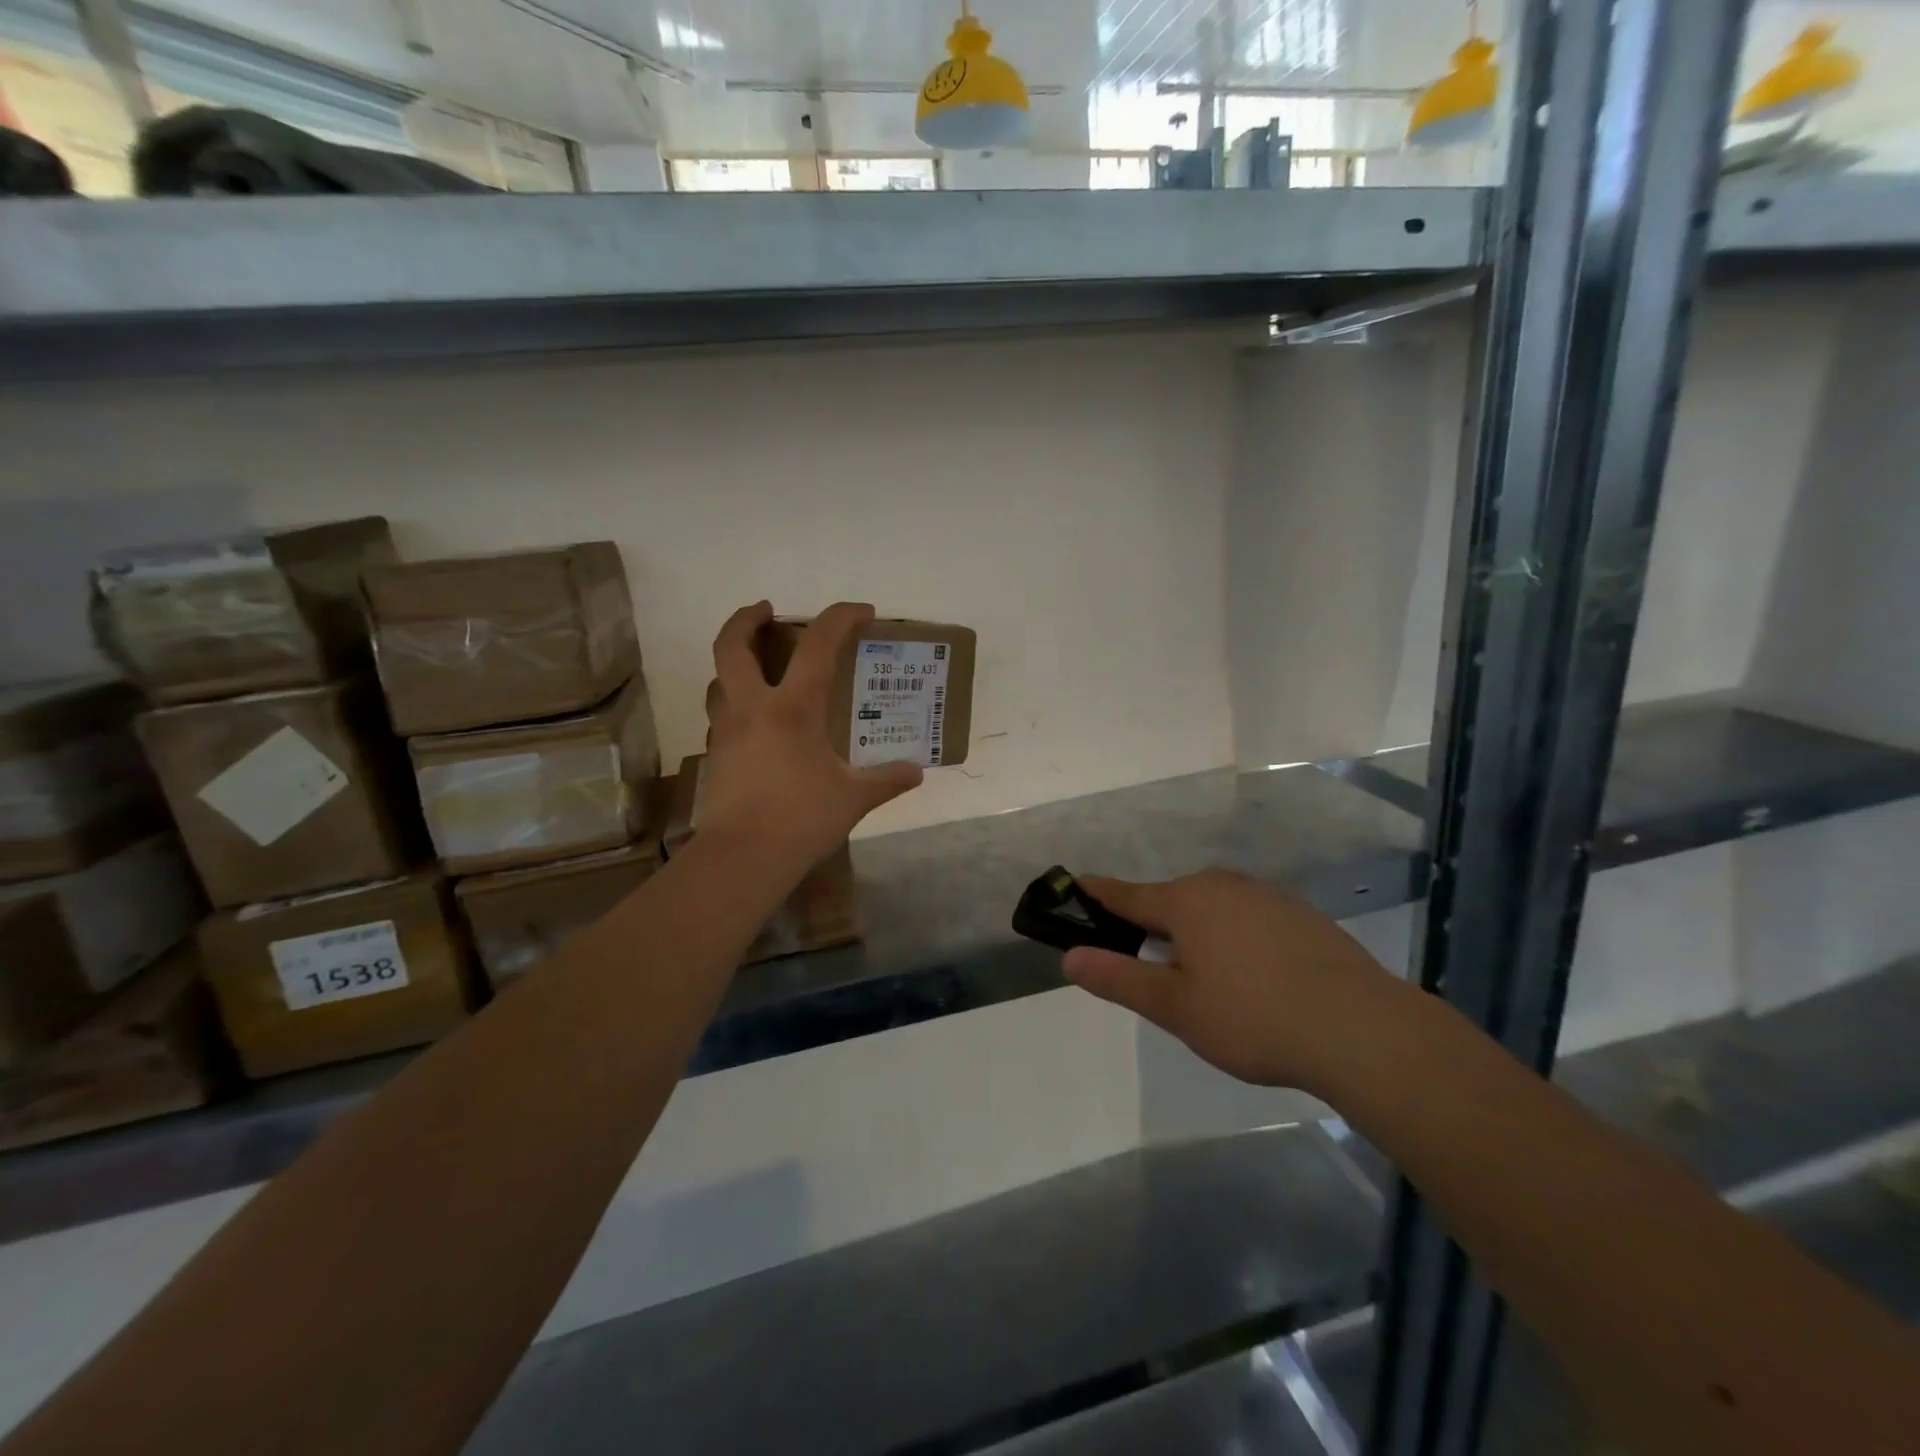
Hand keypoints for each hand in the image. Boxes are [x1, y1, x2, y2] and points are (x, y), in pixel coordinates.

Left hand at [698, 601, 922, 869]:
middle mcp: (752, 708)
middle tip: (767, 610)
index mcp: (792, 708)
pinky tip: (756, 722)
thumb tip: (916, 773)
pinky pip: (721, 714)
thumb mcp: (854, 798)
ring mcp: (726, 731)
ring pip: (719, 679)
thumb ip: (887, 780)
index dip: (840, 617)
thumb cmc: (802, 819)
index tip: (862, 611)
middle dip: (746, 618)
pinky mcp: (715, 755)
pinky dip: (735, 702)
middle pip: (732, 645)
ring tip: (758, 667)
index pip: (817, 644)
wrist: (743, 858)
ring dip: (735, 661)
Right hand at [1063, 869, 1410, 1094]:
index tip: (1076, 886)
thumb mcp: (1175, 1007)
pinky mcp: (1301, 915)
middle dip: (1153, 923)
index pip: (1127, 894)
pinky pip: (1249, 917)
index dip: (1098, 894)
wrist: (1362, 1030)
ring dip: (1197, 931)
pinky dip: (1235, 936)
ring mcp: (1267, 896)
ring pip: (1214, 907)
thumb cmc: (1253, 1018)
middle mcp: (1223, 885)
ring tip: (1204, 977)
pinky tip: (1253, 976)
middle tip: (1147, 965)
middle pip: (1172, 900)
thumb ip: (1119, 979)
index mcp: (1186, 901)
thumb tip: (1069, 958)